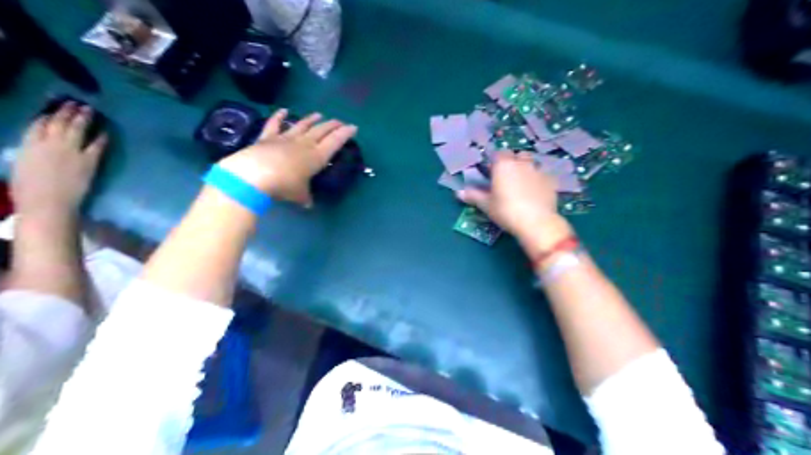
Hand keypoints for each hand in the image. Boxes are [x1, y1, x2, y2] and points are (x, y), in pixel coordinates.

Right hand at [10, 100, 108, 220]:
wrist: (48, 203)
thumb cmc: (28, 191)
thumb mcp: (22, 166)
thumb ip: (30, 154)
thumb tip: (38, 149)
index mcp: (28, 145)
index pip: (37, 125)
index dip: (47, 117)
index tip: (52, 112)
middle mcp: (49, 143)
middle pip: (59, 122)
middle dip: (67, 111)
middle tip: (75, 103)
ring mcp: (71, 151)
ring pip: (78, 129)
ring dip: (83, 118)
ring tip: (89, 109)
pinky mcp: (89, 161)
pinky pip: (97, 145)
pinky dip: (101, 137)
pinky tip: (105, 132)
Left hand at [217, 110, 354, 205]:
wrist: (255, 174)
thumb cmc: (284, 185)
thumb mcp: (299, 195)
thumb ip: (305, 197)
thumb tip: (308, 204)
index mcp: (317, 157)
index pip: (335, 142)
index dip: (345, 134)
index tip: (353, 127)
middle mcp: (304, 144)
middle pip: (321, 131)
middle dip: (332, 125)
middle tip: (340, 122)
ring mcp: (285, 138)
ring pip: (302, 125)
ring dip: (312, 120)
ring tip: (319, 115)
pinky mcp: (268, 137)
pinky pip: (275, 124)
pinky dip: (279, 116)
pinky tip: (284, 111)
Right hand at [455, 152, 568, 251]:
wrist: (537, 222)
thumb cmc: (506, 211)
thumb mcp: (486, 205)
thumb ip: (473, 196)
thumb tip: (459, 192)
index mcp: (503, 164)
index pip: (498, 153)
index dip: (495, 162)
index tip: (492, 173)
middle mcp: (522, 163)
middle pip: (517, 155)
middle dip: (513, 163)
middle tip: (507, 178)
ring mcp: (539, 170)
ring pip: (531, 164)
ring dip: (526, 170)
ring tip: (522, 185)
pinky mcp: (551, 181)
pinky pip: (542, 176)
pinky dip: (538, 181)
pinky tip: (535, 193)